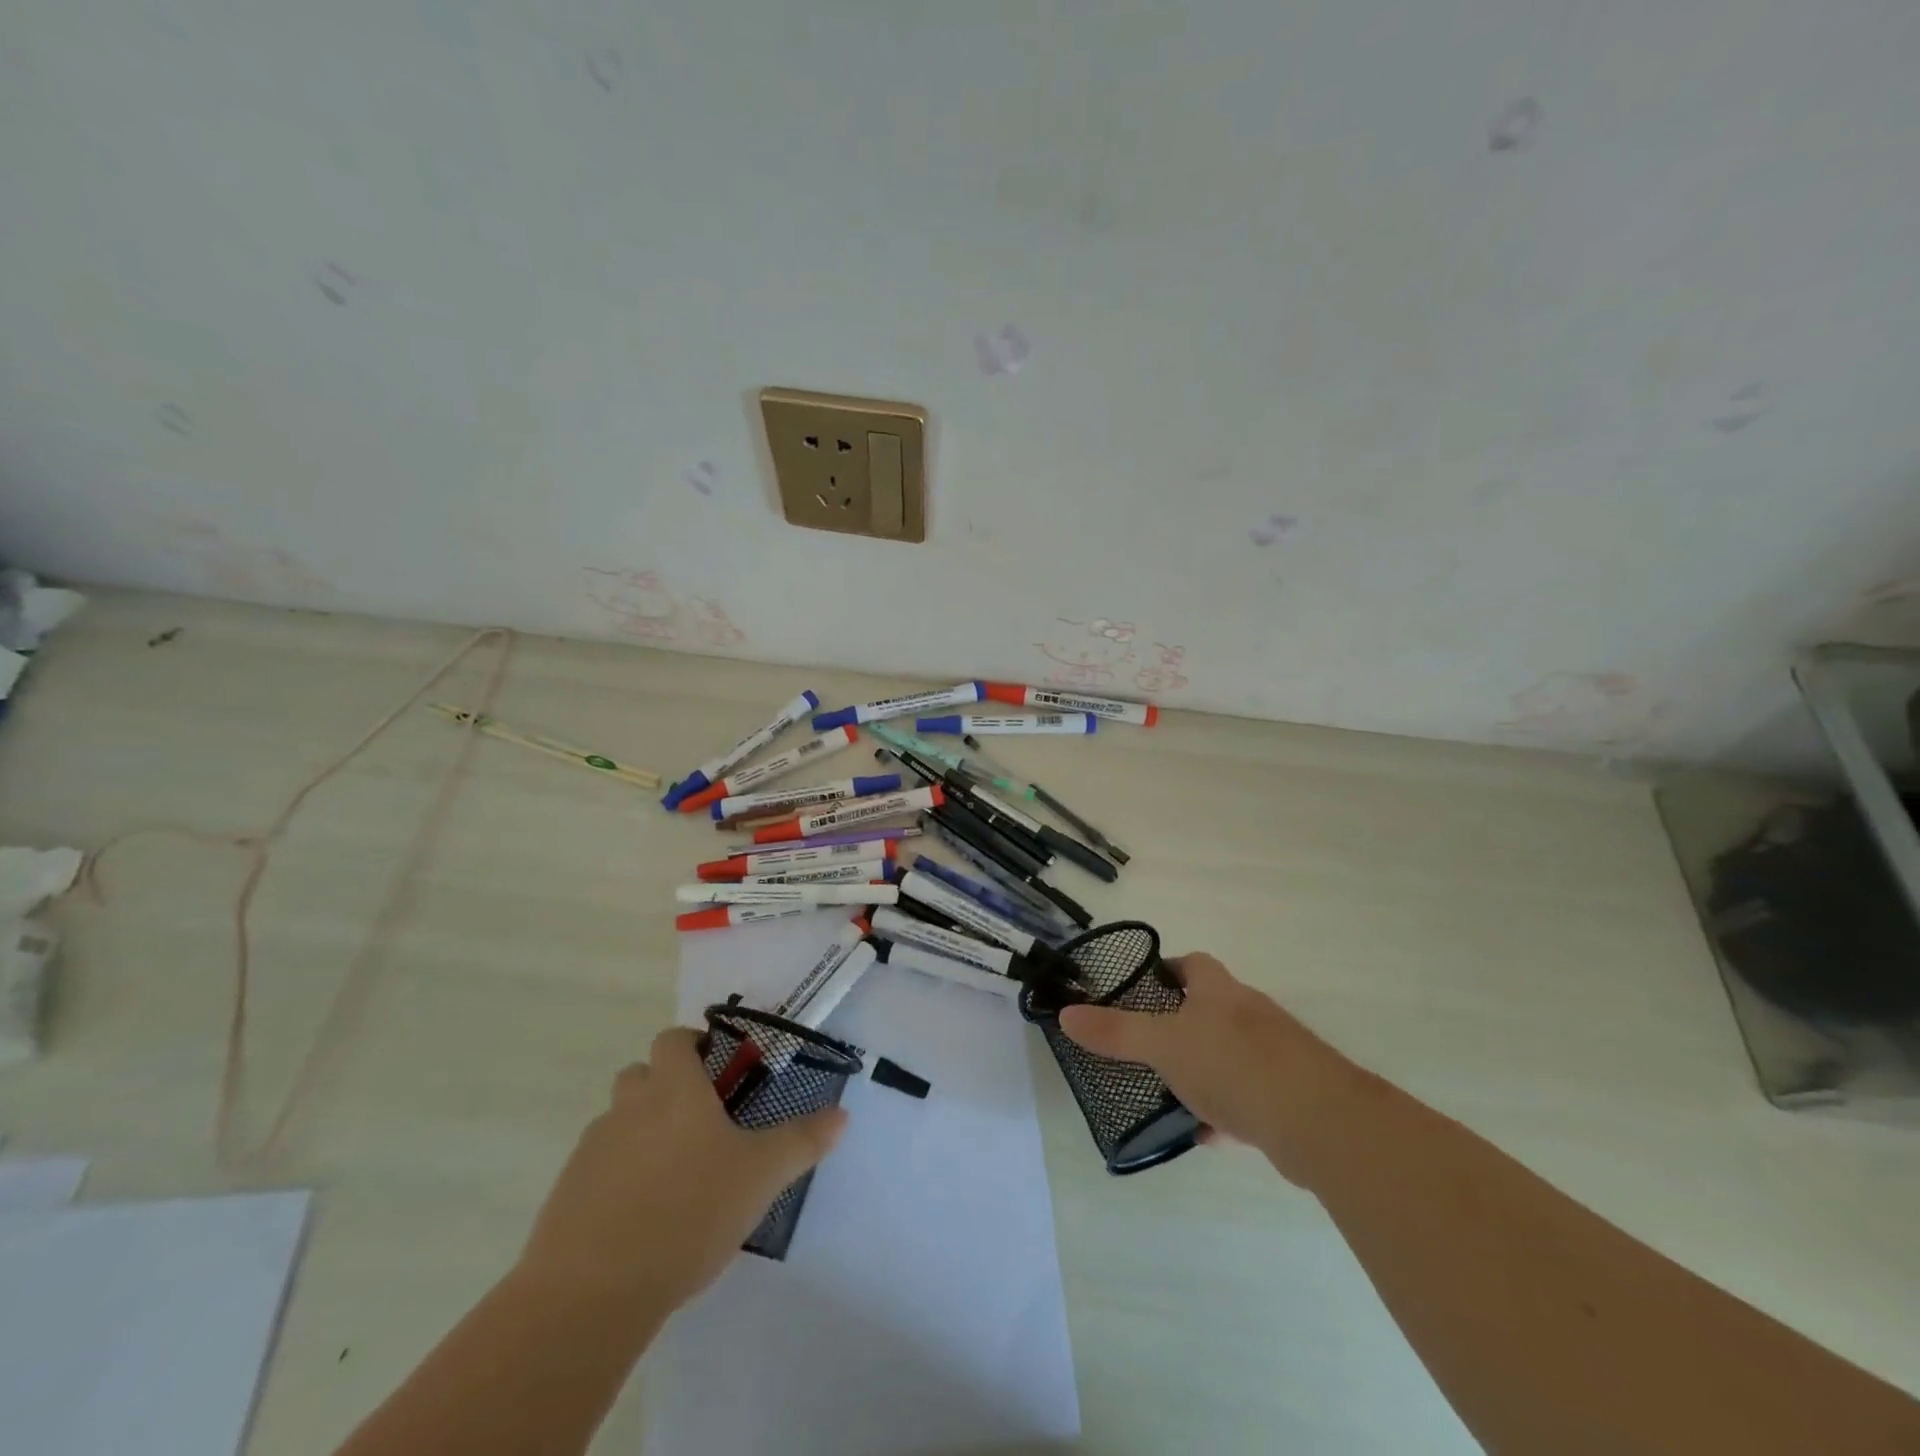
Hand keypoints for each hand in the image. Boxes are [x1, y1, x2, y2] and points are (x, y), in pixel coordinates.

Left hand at [516, 1026, 847, 1311]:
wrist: (591, 1294)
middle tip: (702, 1125)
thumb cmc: (688, 1213)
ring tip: (676, 1177)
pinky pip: (597, 1168)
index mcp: (673, 1089)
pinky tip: (642, 1218)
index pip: (672, 1039)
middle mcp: (628, 1107)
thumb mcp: (761, 1176)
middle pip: (641, 1075)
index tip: (718, 1071)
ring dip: (642, 1132)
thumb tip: (842, 1114)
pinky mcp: (566, 1195)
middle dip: (667, 1088)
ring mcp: (591, 1151)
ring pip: (619, 1122)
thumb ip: (803, 1140)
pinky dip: (618, 1177)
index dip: (693, 1045)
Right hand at [1059, 952, 1359, 1184]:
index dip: (1167, 969)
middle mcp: (1252, 1015)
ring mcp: (1277, 1055)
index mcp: (1221, 992)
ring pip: (1230, 1055)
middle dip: (1181, 1024)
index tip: (1142, 988)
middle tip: (1147, 1044)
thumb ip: (1116, 1032)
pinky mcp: (1292, 1096)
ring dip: (1204, 1069)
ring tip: (1170, 1091)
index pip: (1193, 964)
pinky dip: (1228, 1110)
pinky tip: (1208, 1134)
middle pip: (1212, 1009)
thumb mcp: (1164, 1045)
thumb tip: (1067, 1014)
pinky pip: (1251, 1096)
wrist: (1320, 1122)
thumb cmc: (1234, 1065)